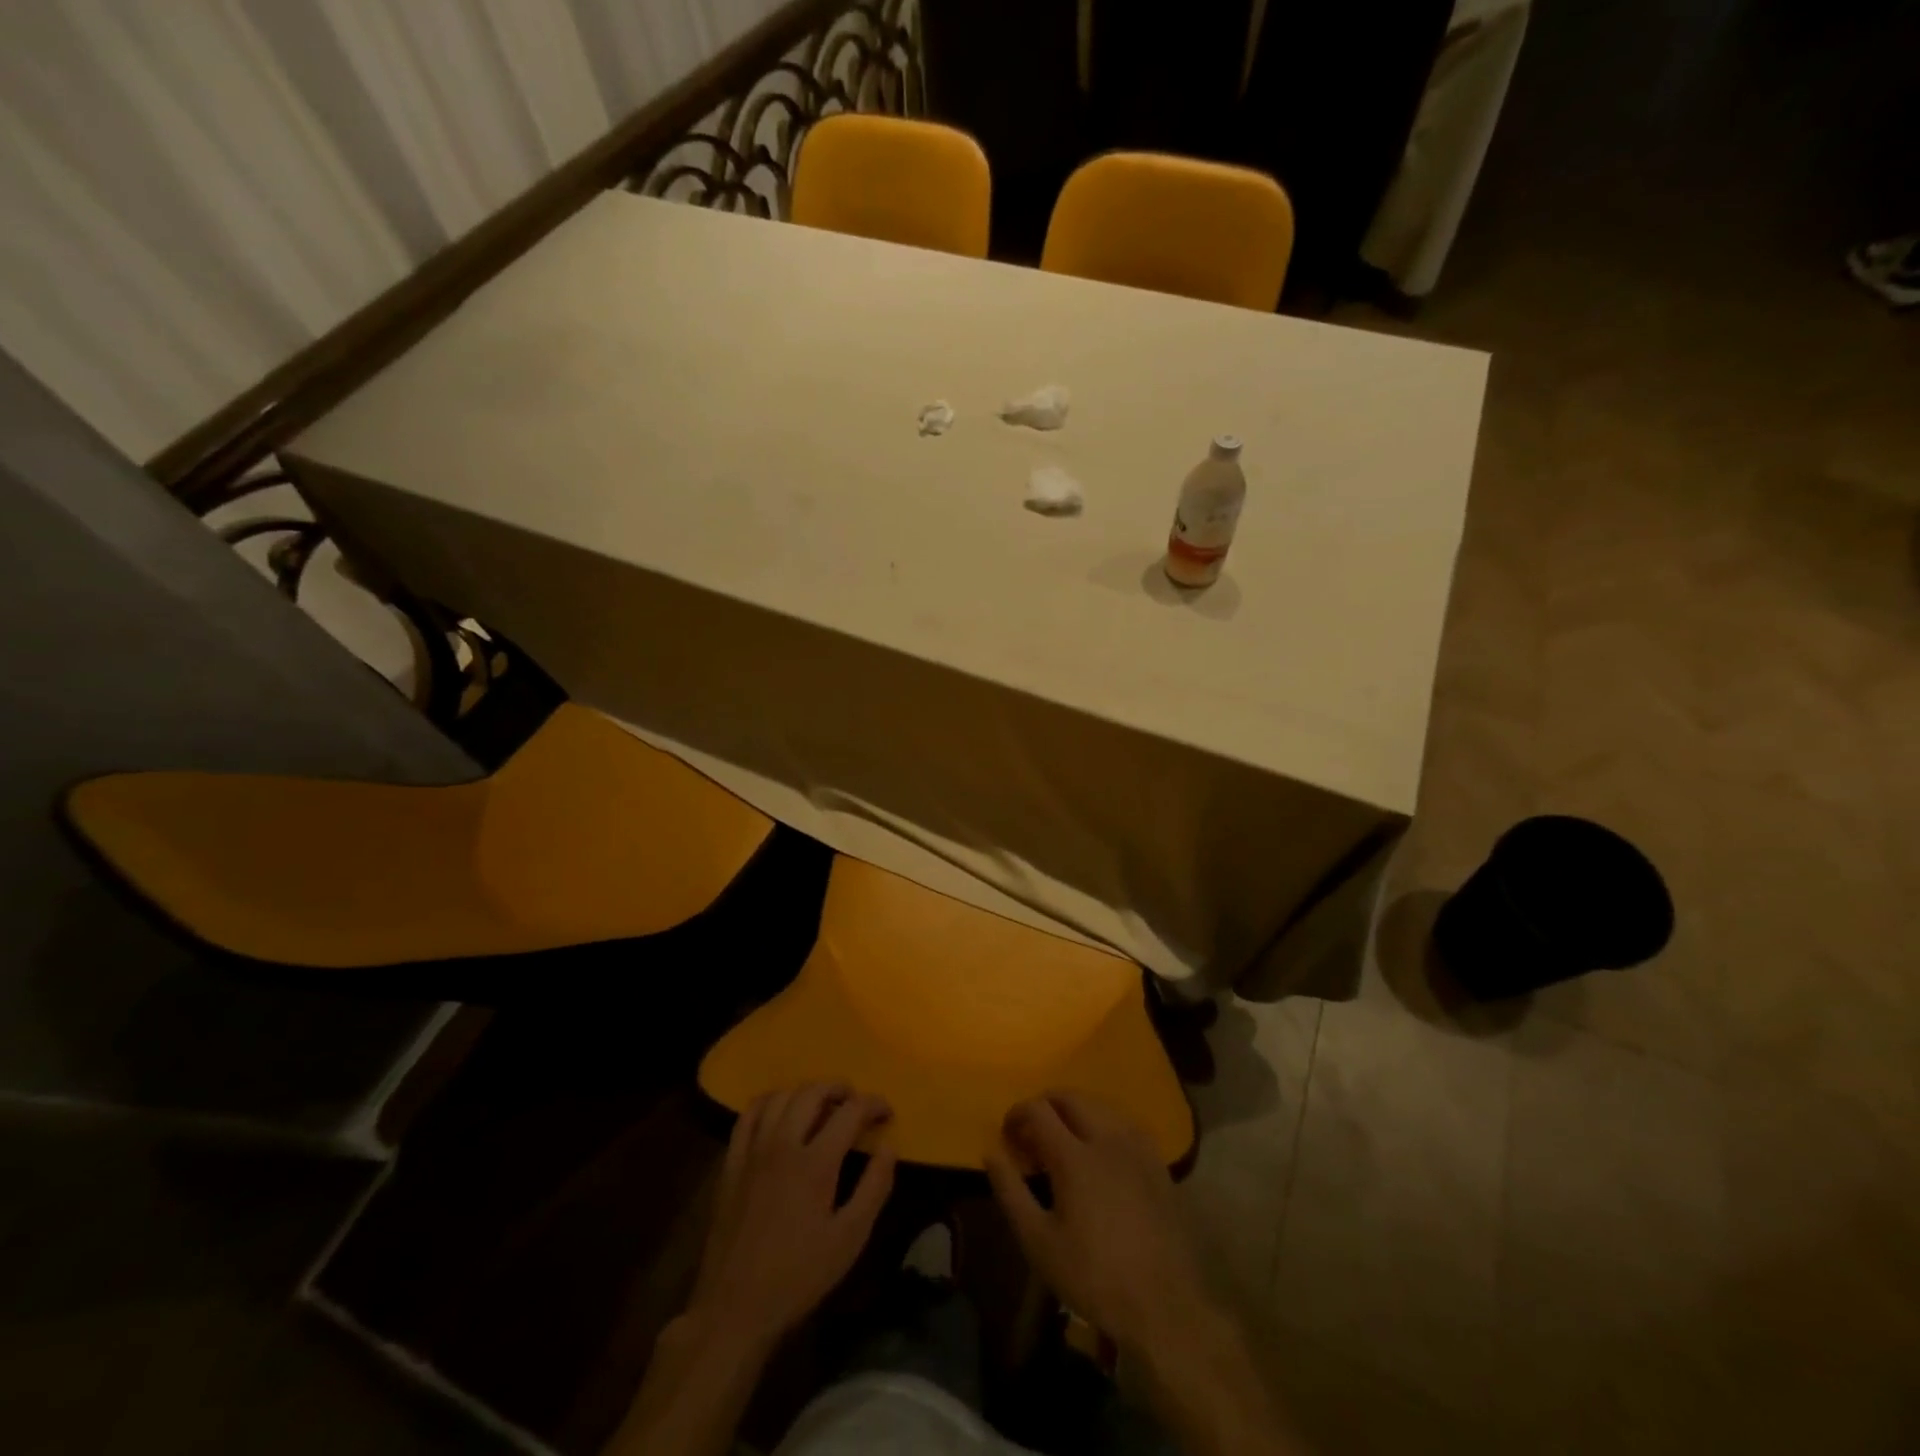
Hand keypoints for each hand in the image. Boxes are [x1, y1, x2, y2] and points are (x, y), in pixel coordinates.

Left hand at [688, 1083, 897, 1351]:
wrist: (734, 1309)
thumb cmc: (798, 1276)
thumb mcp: (849, 1239)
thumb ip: (874, 1187)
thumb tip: (889, 1146)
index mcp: (815, 1162)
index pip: (850, 1111)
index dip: (873, 1104)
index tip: (886, 1113)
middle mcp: (783, 1144)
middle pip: (813, 1092)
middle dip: (840, 1089)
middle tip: (855, 1103)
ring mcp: (753, 1151)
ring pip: (781, 1096)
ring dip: (806, 1092)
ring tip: (821, 1106)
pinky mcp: (731, 1163)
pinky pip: (748, 1114)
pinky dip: (769, 1102)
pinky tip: (780, 1113)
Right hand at [984, 1091, 1212, 1355]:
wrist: (1163, 1306)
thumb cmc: (1093, 1276)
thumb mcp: (1038, 1242)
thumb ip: (1010, 1191)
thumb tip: (990, 1152)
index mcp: (1074, 1156)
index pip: (1038, 1110)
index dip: (1017, 1113)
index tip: (1008, 1133)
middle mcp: (1106, 1138)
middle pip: (1070, 1097)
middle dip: (1045, 1105)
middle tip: (1032, 1132)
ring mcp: (1137, 1147)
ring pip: (1100, 1105)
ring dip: (1075, 1111)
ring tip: (1063, 1139)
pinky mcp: (1157, 1162)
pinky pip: (1124, 1123)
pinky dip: (1103, 1124)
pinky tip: (1100, 1152)